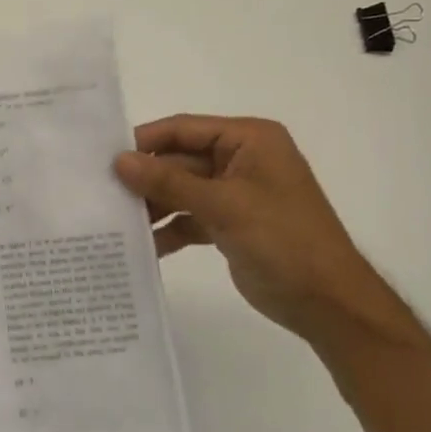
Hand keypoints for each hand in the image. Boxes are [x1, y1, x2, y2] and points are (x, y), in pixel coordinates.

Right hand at [114, 115, 406, 346]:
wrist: (328, 303)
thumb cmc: (283, 239)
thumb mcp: (223, 205)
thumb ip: (169, 181)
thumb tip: (119, 161)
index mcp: (249, 140)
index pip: (184, 129)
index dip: (145, 141)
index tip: (105, 158)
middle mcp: (240, 160)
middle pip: (178, 160)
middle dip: (145, 179)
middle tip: (102, 193)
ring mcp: (234, 193)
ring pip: (180, 190)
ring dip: (153, 206)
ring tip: (116, 222)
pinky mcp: (229, 224)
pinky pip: (189, 218)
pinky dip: (169, 230)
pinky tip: (144, 247)